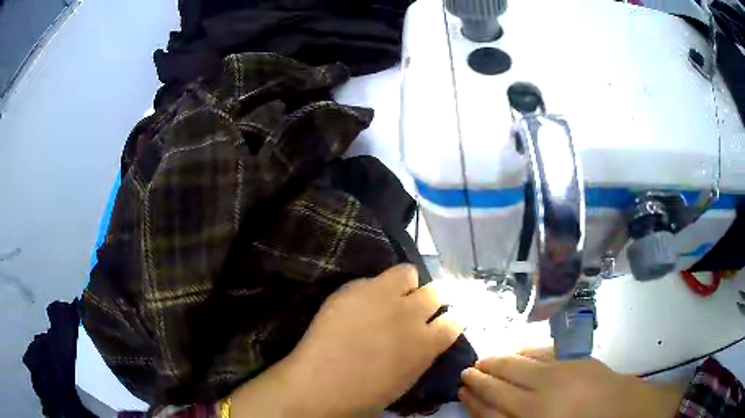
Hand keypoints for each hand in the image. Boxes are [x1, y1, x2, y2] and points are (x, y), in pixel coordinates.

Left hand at [227, 264, 462, 417]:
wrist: (322, 384)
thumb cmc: (365, 395)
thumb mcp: (406, 378)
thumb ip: (420, 353)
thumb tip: (422, 340)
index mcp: (428, 344)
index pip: (455, 320)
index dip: (450, 318)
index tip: (444, 320)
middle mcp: (414, 315)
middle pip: (436, 292)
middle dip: (430, 299)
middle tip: (415, 308)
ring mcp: (386, 298)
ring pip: (410, 273)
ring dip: (406, 285)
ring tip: (393, 294)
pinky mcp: (358, 288)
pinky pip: (377, 276)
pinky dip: (377, 285)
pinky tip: (364, 299)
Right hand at [459, 348, 685, 417]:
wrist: (621, 410)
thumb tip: (492, 413)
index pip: (490, 408)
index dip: (473, 399)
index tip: (461, 390)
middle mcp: (538, 395)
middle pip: (500, 384)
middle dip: (480, 377)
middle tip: (466, 370)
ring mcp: (556, 373)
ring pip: (517, 364)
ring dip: (498, 361)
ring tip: (484, 359)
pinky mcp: (572, 359)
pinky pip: (541, 352)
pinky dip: (524, 352)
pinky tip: (517, 351)